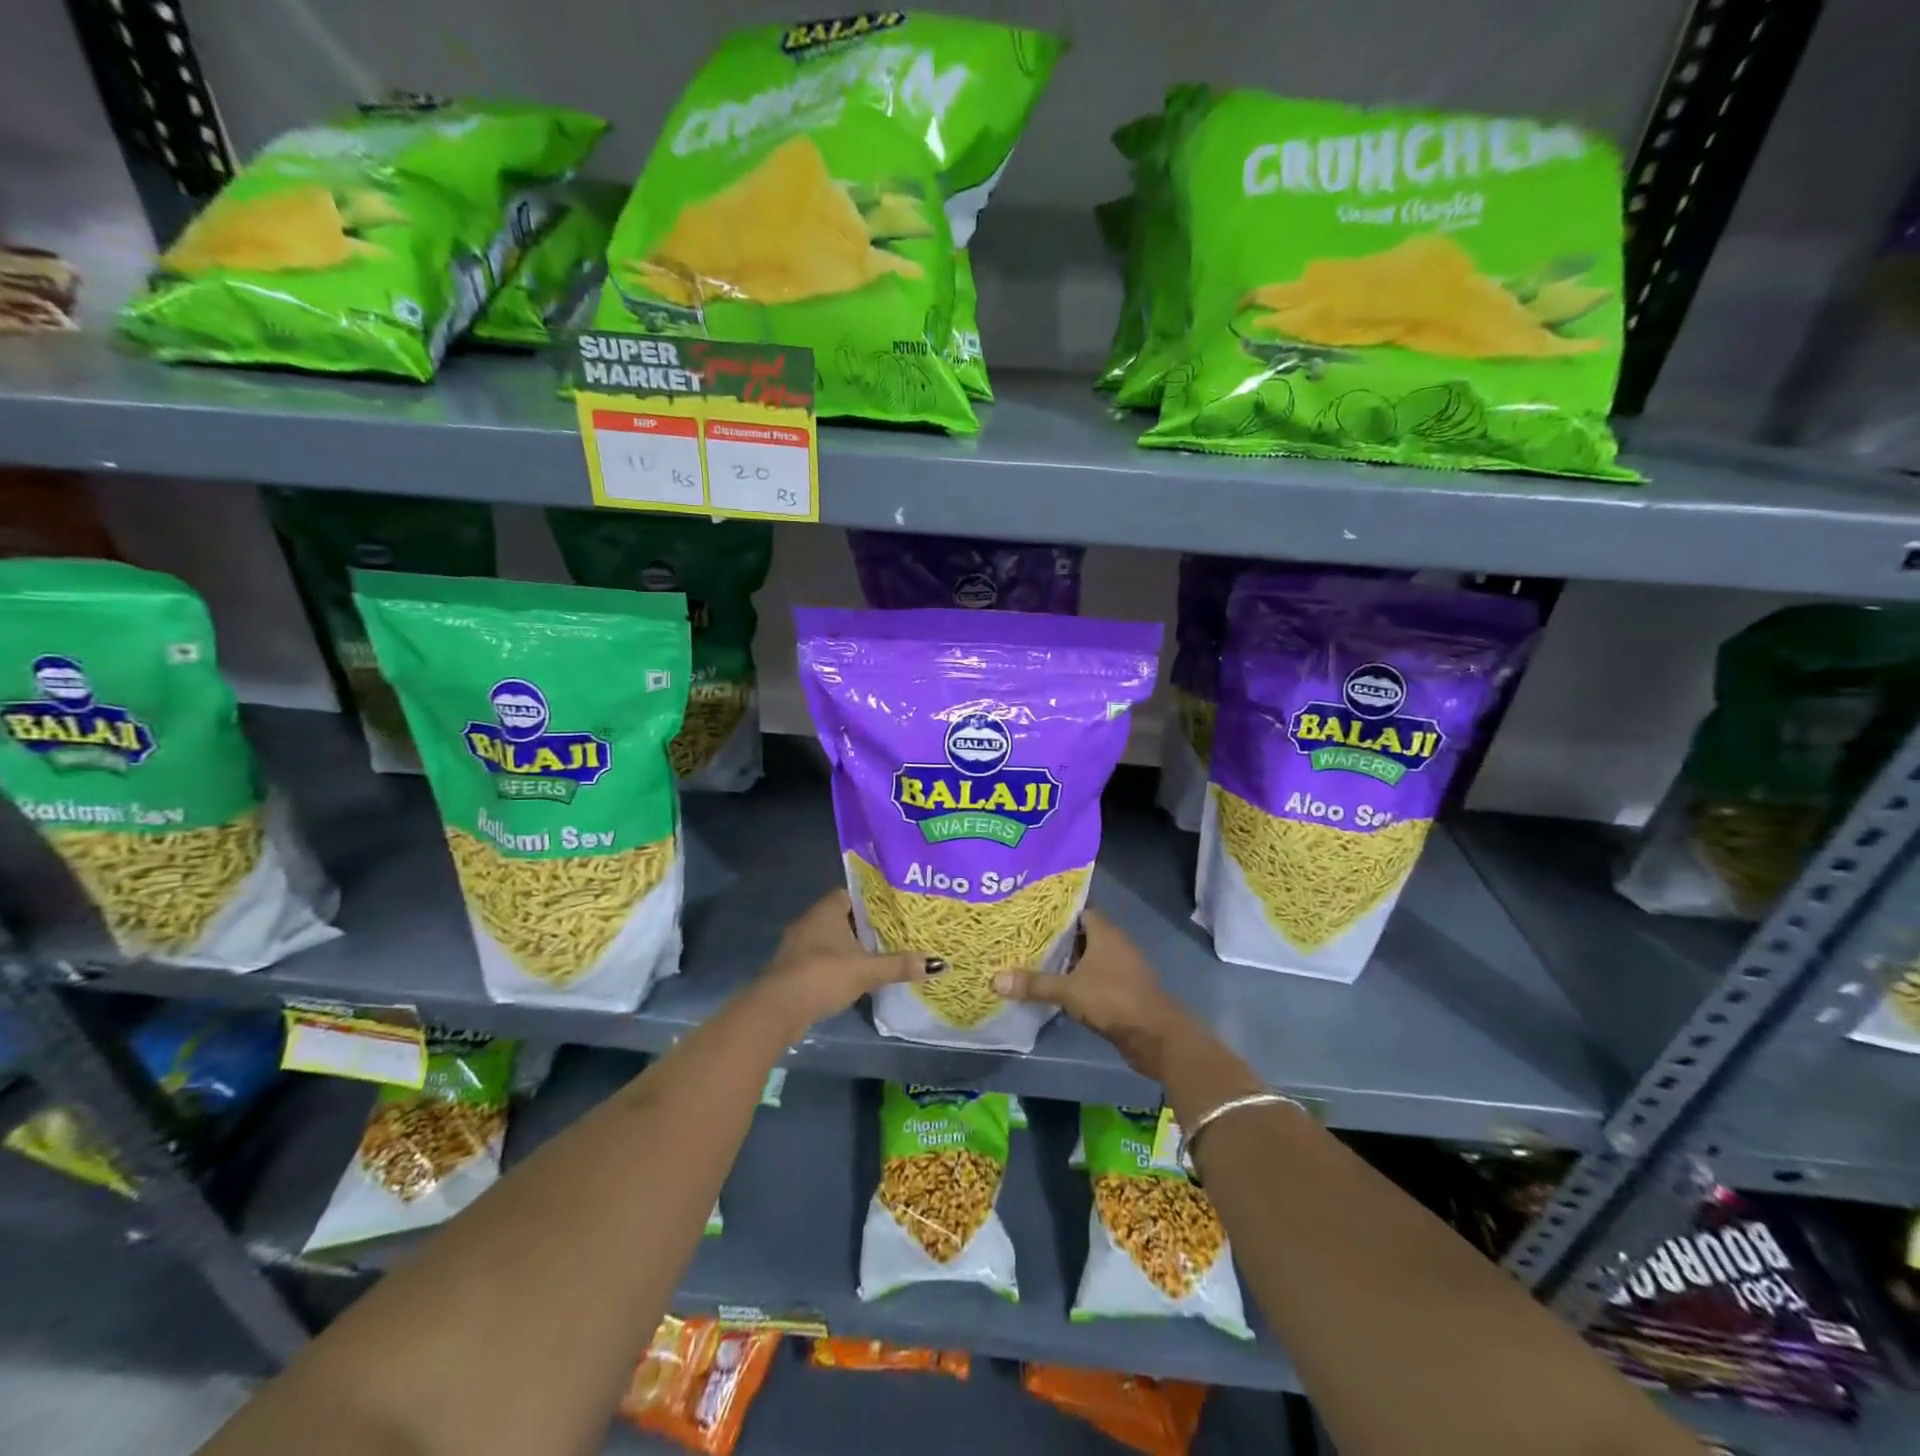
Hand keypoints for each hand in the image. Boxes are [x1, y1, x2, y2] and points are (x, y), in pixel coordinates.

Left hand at [759, 889, 931, 1030]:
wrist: (778, 1008)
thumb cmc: (823, 975)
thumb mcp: (867, 970)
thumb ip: (899, 965)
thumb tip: (937, 963)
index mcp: (826, 909)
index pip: (851, 894)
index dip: (871, 901)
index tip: (892, 910)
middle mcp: (809, 920)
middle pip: (841, 917)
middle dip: (863, 926)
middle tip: (891, 933)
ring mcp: (797, 945)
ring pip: (829, 939)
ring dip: (848, 948)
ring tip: (877, 956)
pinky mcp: (791, 969)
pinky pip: (819, 958)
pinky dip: (835, 965)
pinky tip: (852, 977)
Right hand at [992, 912, 1199, 1080]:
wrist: (1156, 1036)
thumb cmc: (1113, 999)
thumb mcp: (1069, 990)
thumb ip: (1034, 984)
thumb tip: (995, 979)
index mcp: (1105, 932)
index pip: (1077, 910)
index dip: (1055, 911)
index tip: (1029, 912)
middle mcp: (1114, 944)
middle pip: (1080, 934)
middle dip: (1055, 937)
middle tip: (1022, 937)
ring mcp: (1120, 968)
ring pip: (1086, 957)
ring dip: (1065, 961)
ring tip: (1031, 960)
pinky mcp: (1121, 990)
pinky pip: (1093, 978)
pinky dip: (1076, 980)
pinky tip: (1054, 987)